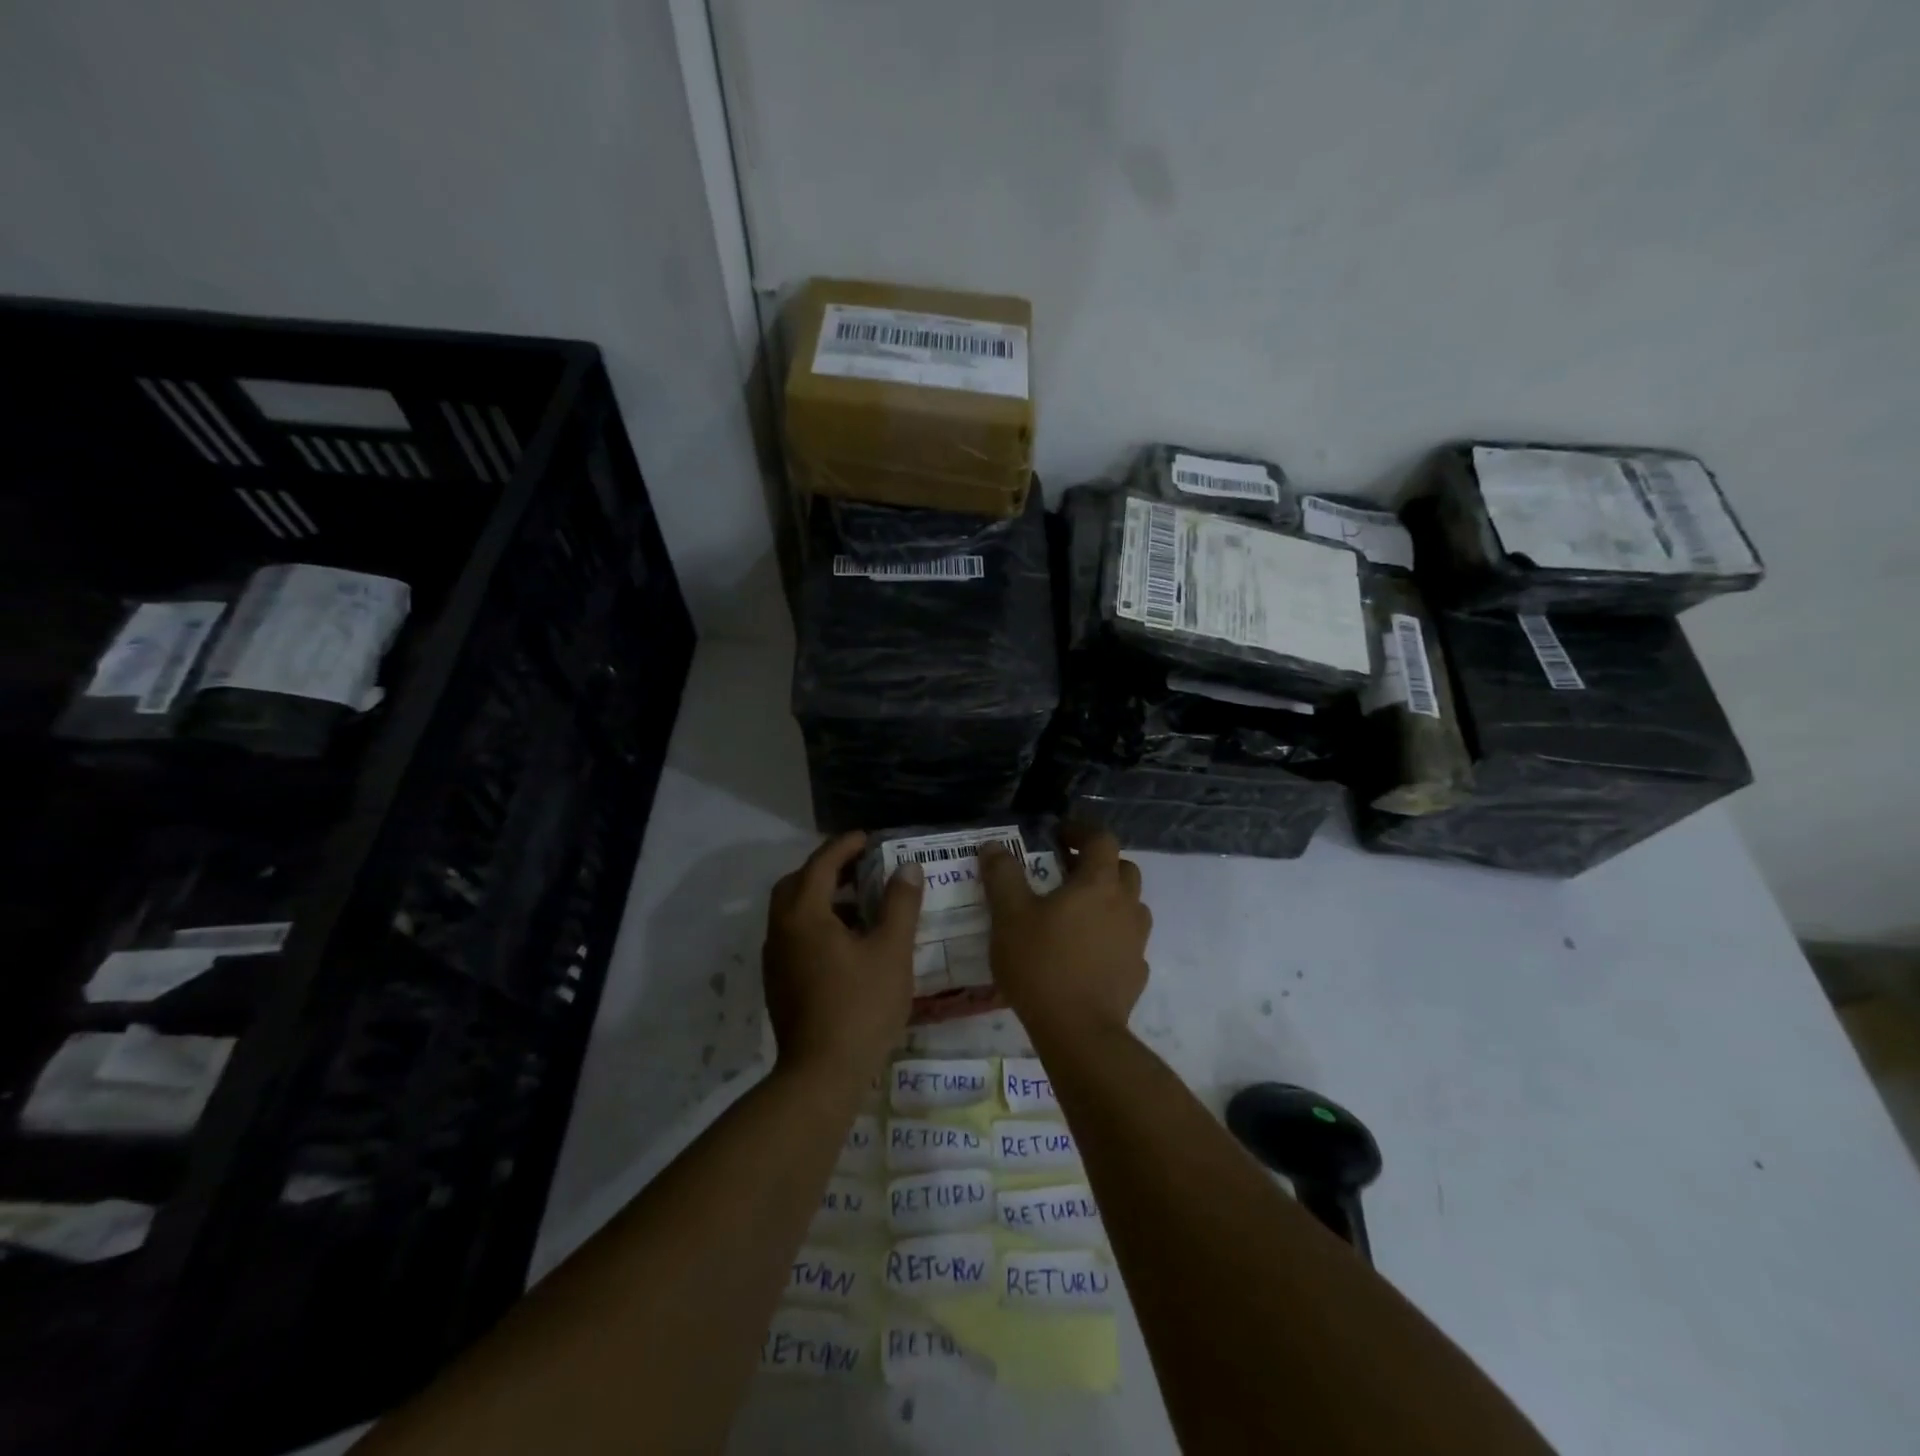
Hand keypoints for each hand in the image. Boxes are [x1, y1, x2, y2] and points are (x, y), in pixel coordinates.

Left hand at [763, 831, 923, 1084]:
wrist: (821, 1075)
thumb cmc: (860, 1006)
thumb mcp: (891, 950)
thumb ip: (900, 904)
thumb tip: (908, 868)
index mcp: (804, 915)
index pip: (820, 864)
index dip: (845, 846)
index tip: (869, 839)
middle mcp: (781, 930)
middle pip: (797, 883)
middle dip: (826, 869)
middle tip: (860, 868)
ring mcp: (776, 959)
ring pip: (792, 911)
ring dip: (820, 897)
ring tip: (859, 903)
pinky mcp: (778, 983)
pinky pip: (793, 935)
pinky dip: (815, 923)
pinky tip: (846, 942)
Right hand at [978, 825, 1150, 1040]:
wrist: (1078, 1031)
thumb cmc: (1042, 964)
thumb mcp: (1009, 915)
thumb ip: (1002, 875)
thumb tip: (994, 845)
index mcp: (1098, 884)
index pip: (1101, 839)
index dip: (1080, 831)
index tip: (1058, 836)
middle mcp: (1126, 905)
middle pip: (1123, 869)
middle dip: (1098, 864)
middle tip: (1066, 873)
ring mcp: (1136, 941)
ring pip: (1130, 905)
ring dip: (1109, 899)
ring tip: (1077, 913)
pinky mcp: (1137, 972)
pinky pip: (1127, 941)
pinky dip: (1111, 936)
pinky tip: (1087, 952)